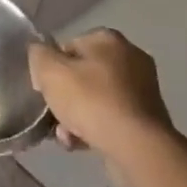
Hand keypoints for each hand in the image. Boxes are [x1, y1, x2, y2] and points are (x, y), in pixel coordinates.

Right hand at [29, 29, 174, 166]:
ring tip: (66, 136)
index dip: (50, 67)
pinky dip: (96, 127)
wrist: (137, 147)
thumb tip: (40, 53)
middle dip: (64, 96)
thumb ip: (38, 54)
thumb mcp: (49, 71)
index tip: (44, 88)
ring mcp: (143, 89)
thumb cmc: (91, 101)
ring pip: (95, 98)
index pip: (67, 46)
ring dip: (76, 115)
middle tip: (53, 114)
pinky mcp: (148, 118)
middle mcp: (130, 57)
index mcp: (108, 39)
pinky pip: (111, 117)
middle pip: (81, 74)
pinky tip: (82, 143)